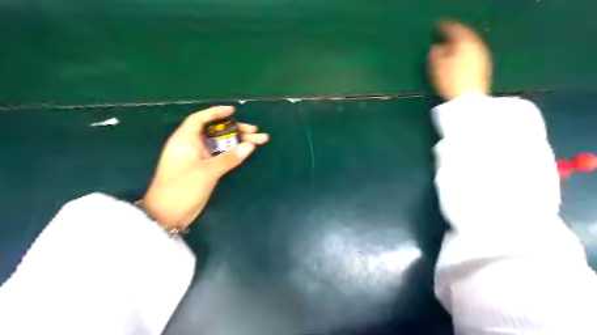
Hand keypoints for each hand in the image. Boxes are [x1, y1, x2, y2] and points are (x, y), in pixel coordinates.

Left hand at [141, 106, 267, 229]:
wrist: (169, 215)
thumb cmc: (182, 188)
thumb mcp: (207, 172)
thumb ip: (229, 158)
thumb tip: (251, 145)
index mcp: (185, 140)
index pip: (200, 120)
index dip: (216, 113)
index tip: (234, 111)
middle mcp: (192, 146)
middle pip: (216, 132)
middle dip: (235, 130)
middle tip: (255, 131)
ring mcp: (199, 159)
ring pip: (221, 145)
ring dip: (239, 142)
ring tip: (259, 140)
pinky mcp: (205, 169)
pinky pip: (222, 156)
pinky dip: (234, 153)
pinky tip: (247, 151)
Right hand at [426, 20, 491, 98]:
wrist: (468, 101)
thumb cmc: (450, 81)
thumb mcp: (437, 67)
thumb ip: (435, 53)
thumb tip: (436, 48)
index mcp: (464, 43)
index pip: (453, 30)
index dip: (444, 28)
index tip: (437, 26)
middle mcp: (476, 46)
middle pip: (464, 37)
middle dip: (454, 37)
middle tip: (445, 37)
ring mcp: (482, 57)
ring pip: (469, 46)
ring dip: (459, 46)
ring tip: (450, 50)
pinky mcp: (484, 68)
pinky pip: (472, 55)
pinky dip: (464, 55)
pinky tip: (459, 62)